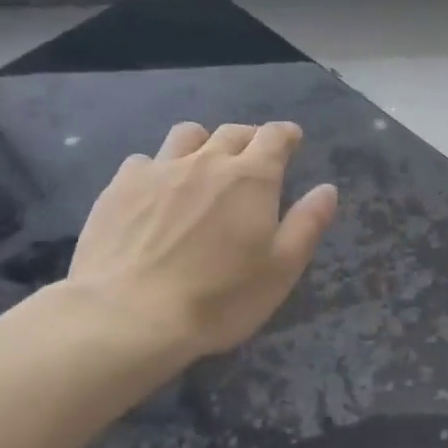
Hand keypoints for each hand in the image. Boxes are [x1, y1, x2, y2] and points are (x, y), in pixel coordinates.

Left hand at [61, 121, 337, 378]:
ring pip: (187, 135)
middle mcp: (207, 162)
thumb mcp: (281, 269)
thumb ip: (307, 224)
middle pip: (233, 131)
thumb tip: (327, 189)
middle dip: (250, 137)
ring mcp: (159, 170)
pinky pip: (144, 160)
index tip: (292, 140)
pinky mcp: (119, 187)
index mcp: (251, 178)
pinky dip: (158, 167)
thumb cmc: (219, 298)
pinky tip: (155, 192)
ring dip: (204, 142)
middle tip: (254, 156)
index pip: (274, 136)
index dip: (286, 134)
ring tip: (204, 164)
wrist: (128, 316)